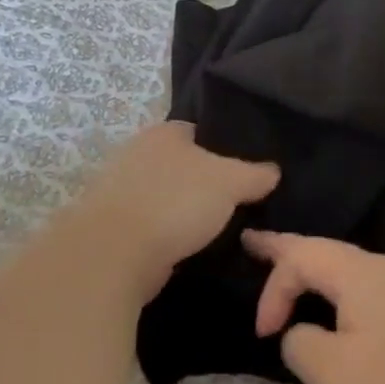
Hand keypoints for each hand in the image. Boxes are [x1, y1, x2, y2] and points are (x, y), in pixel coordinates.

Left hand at [62, 123, 278, 301]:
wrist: (115, 252)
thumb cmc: (176, 202)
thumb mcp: (230, 183)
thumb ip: (255, 174)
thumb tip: (273, 171)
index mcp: (164, 132)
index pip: (198, 131)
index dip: (222, 148)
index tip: (243, 171)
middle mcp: (138, 152)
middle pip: (180, 164)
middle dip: (201, 181)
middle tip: (232, 202)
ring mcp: (119, 188)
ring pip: (164, 194)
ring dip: (181, 210)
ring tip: (213, 229)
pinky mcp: (111, 224)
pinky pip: (150, 223)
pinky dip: (165, 233)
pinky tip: (185, 248)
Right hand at [243, 231, 384, 383]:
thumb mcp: (332, 375)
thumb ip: (300, 342)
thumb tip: (305, 333)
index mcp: (364, 272)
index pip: (301, 256)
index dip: (272, 289)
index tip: (263, 336)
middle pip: (328, 252)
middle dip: (288, 251)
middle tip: (253, 243)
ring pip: (351, 271)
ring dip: (317, 274)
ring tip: (292, 275)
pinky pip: (371, 291)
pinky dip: (342, 293)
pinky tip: (339, 310)